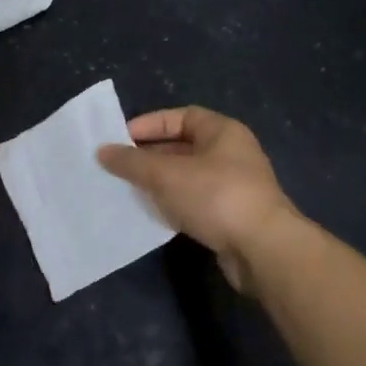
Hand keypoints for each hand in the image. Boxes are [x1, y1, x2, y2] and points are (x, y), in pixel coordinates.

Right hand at [97, 106, 299, 290]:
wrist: (262, 249)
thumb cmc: (215, 196)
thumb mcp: (166, 174)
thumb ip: (132, 162)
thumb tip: (103, 151)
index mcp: (223, 132)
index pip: (182, 116)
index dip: (151, 124)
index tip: (122, 138)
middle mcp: (232, 154)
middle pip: (184, 147)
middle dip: (151, 155)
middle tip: (119, 166)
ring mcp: (234, 186)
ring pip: (188, 177)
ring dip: (160, 182)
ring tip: (129, 189)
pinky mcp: (232, 217)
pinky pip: (195, 202)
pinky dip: (174, 204)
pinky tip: (153, 213)